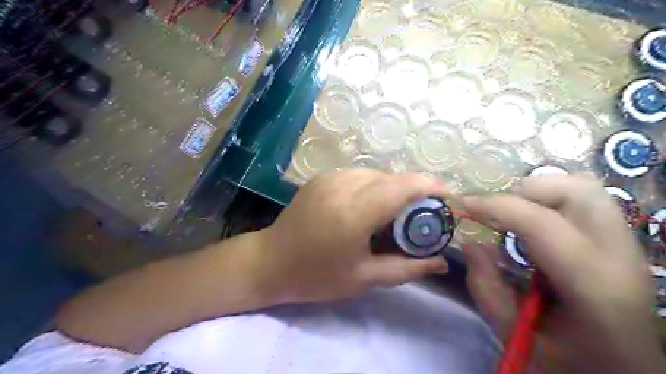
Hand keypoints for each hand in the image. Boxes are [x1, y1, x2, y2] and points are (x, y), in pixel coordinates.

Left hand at [259, 168, 446, 302]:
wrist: (270, 261)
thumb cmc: (316, 277)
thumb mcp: (364, 278)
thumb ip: (407, 268)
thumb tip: (442, 262)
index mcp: (353, 213)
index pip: (402, 186)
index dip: (430, 187)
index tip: (448, 198)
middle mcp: (342, 186)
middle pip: (392, 178)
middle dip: (414, 192)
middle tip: (421, 217)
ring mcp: (329, 177)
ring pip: (377, 174)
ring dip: (393, 189)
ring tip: (394, 215)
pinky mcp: (322, 177)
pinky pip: (359, 175)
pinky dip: (374, 186)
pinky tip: (370, 207)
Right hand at [461, 176, 661, 373]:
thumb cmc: (571, 363)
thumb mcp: (515, 334)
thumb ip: (486, 287)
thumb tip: (470, 243)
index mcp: (593, 287)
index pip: (541, 223)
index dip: (495, 206)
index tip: (463, 203)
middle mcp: (619, 256)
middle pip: (577, 191)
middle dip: (524, 192)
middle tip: (496, 212)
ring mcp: (628, 245)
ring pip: (586, 189)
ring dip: (541, 193)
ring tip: (515, 214)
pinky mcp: (623, 242)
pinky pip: (587, 202)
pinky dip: (553, 201)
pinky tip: (536, 223)